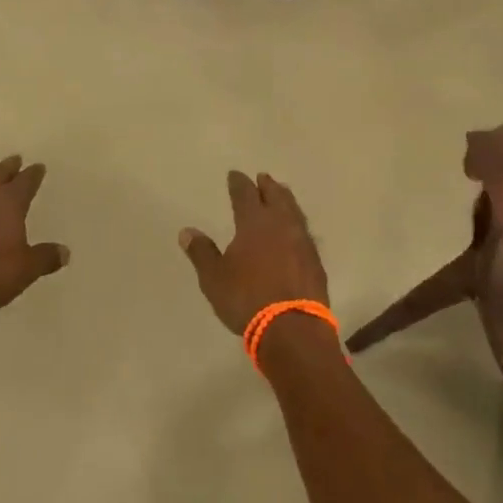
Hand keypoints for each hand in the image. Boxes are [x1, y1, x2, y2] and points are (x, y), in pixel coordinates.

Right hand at [179, 172, 329, 335]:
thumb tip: (186, 231)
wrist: (292, 328)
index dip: (239, 183)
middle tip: (263, 177)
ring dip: (286, 199)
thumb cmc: (247, 299)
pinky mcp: (315, 260)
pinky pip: (305, 231)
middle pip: (275, 196)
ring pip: (294, 210)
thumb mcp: (214, 278)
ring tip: (281, 194)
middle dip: (267, 185)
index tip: (234, 175)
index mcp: (254, 222)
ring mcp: (302, 241)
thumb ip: (202, 253)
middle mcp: (281, 224)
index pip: (245, 194)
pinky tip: (296, 230)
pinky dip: (297, 223)